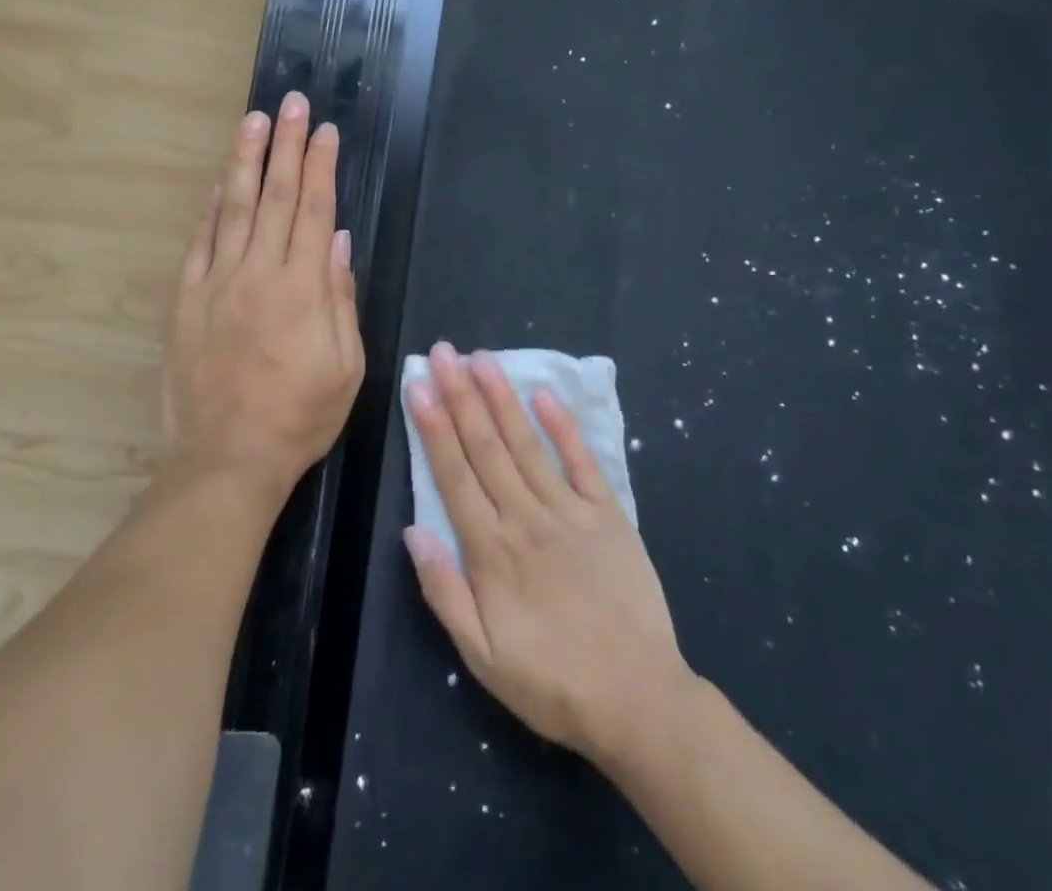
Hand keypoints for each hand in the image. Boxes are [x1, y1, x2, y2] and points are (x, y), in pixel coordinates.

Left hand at [162, 93, 365, 501]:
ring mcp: (216, 284)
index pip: (316, 210)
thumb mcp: (347, 367)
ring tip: (254, 121)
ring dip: (247, 161)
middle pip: (276, 196)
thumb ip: (342, 299)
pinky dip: (211, 210)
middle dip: (287, 145)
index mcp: (303, 288)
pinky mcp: (185, 301)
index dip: (322, 167)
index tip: (326, 131)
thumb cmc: (299, 417)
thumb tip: (340, 243)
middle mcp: (258, 273)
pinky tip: (222, 184)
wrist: (226, 460)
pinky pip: (199, 244)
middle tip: (291, 103)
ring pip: (236, 208)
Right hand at [403, 344, 691, 762]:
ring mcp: (570, 511)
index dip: (433, 427)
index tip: (419, 385)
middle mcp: (526, 518)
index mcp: (492, 550)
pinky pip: (582, 462)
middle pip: (486, 446)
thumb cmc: (551, 682)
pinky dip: (564, 426)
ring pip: (526, 444)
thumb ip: (444, 590)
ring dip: (502, 398)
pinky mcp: (608, 514)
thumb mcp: (482, 657)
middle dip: (461, 395)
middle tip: (443, 352)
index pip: (454, 474)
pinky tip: (545, 394)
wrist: (638, 699)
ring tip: (482, 358)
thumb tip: (413, 530)